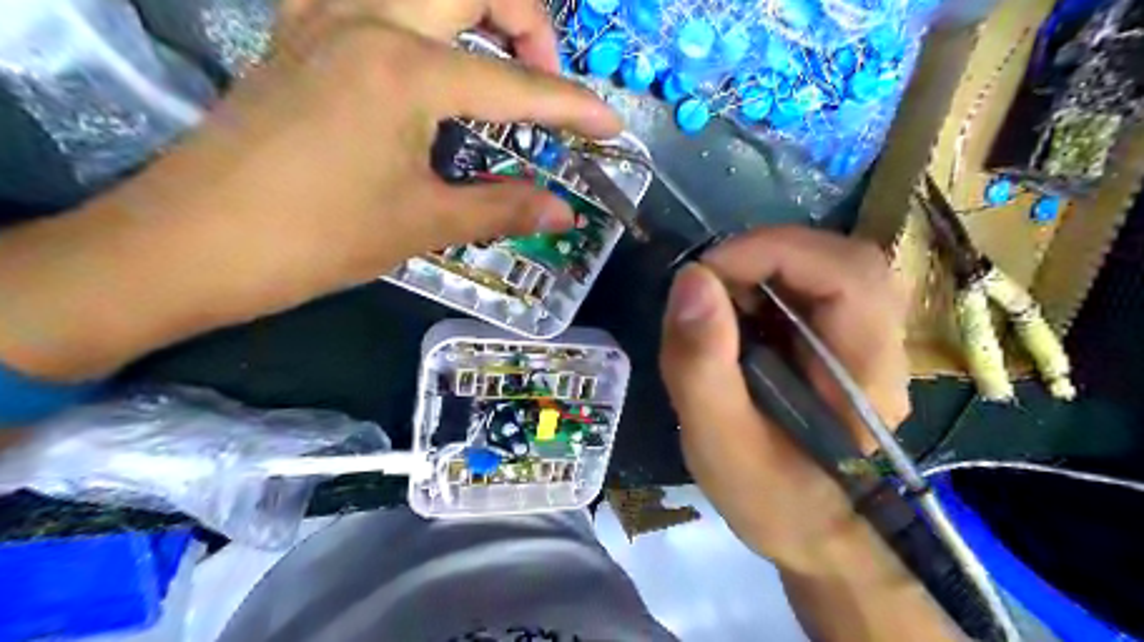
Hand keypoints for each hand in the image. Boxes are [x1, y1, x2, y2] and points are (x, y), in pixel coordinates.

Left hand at [1, 0, 616, 380]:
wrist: (195, 243)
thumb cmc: (316, 238)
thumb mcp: (422, 223)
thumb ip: (502, 208)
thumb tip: (564, 213)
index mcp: (406, 70)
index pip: (516, 84)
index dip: (573, 107)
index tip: (611, 126)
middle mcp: (368, 19)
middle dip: (529, 21)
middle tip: (545, 78)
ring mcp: (324, 17)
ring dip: (474, 9)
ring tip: (498, 61)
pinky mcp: (298, 33)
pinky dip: (417, 14)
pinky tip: (425, 54)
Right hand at [657, 226, 907, 572]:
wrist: (812, 530)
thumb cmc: (769, 496)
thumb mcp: (717, 440)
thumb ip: (701, 364)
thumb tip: (691, 278)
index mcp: (865, 375)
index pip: (847, 274)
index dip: (772, 253)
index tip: (704, 275)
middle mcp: (883, 345)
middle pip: (842, 258)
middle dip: (766, 255)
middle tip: (709, 286)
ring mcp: (870, 339)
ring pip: (828, 264)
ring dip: (764, 267)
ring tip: (719, 303)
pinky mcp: (846, 338)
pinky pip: (813, 285)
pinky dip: (767, 283)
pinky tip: (738, 316)